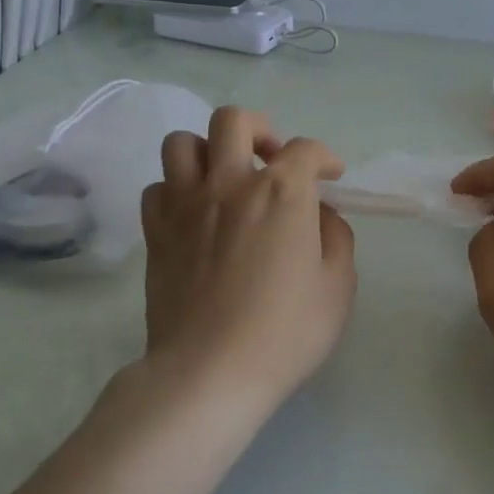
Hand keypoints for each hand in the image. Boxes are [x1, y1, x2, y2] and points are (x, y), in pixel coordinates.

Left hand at [137, 107, 356, 410]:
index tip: (331, 176)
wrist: (210, 372)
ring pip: (183, 143)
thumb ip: (336, 237)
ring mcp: (185, 205)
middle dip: (260, 130)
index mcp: (282, 192)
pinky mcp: (155, 232)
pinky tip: (195, 214)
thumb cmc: (286, 331)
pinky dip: (178, 190)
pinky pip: (158, 188)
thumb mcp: (338, 285)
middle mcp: (230, 184)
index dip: (324, 157)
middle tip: (272, 159)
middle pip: (233, 121)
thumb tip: (319, 214)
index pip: (305, 149)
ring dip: (210, 151)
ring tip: (226, 178)